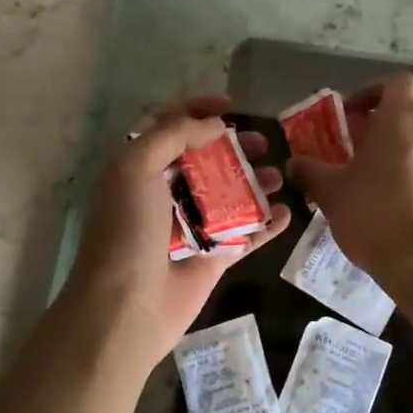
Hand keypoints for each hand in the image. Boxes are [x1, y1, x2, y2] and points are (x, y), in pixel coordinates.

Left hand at [61, 94, 289, 369]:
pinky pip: (244, 234)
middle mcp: (162, 193)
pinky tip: (287, 212)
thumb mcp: (136, 168)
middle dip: (233, 145)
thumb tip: (214, 125)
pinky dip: (266, 223)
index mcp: (137, 168)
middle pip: (203, 158)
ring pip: (227, 194)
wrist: (125, 308)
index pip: (166, 125)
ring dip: (254, 181)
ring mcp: (189, 226)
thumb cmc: (126, 231)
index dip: (194, 109)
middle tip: (262, 142)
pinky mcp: (211, 257)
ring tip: (279, 175)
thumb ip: (174, 135)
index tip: (229, 105)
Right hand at [287, 72, 412, 281]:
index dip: (375, 92)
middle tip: (377, 135)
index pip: (398, 82)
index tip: (355, 115)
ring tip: (394, 167)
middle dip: (403, 110)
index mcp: (403, 119)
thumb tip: (294, 164)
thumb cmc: (376, 218)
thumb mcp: (332, 194)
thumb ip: (311, 172)